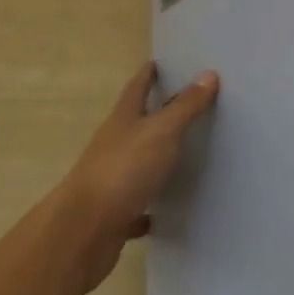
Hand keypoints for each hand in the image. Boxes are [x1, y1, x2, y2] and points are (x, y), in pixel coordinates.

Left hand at [57, 63, 218, 290]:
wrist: (84, 232)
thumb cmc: (124, 169)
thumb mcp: (162, 131)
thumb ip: (185, 106)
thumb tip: (208, 74)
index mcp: (123, 119)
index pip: (136, 87)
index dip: (148, 74)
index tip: (158, 62)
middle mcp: (113, 144)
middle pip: (134, 122)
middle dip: (153, 113)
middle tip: (181, 105)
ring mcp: (111, 179)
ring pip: (135, 162)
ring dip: (152, 158)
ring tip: (180, 156)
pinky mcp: (113, 213)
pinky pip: (135, 204)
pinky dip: (147, 205)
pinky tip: (162, 212)